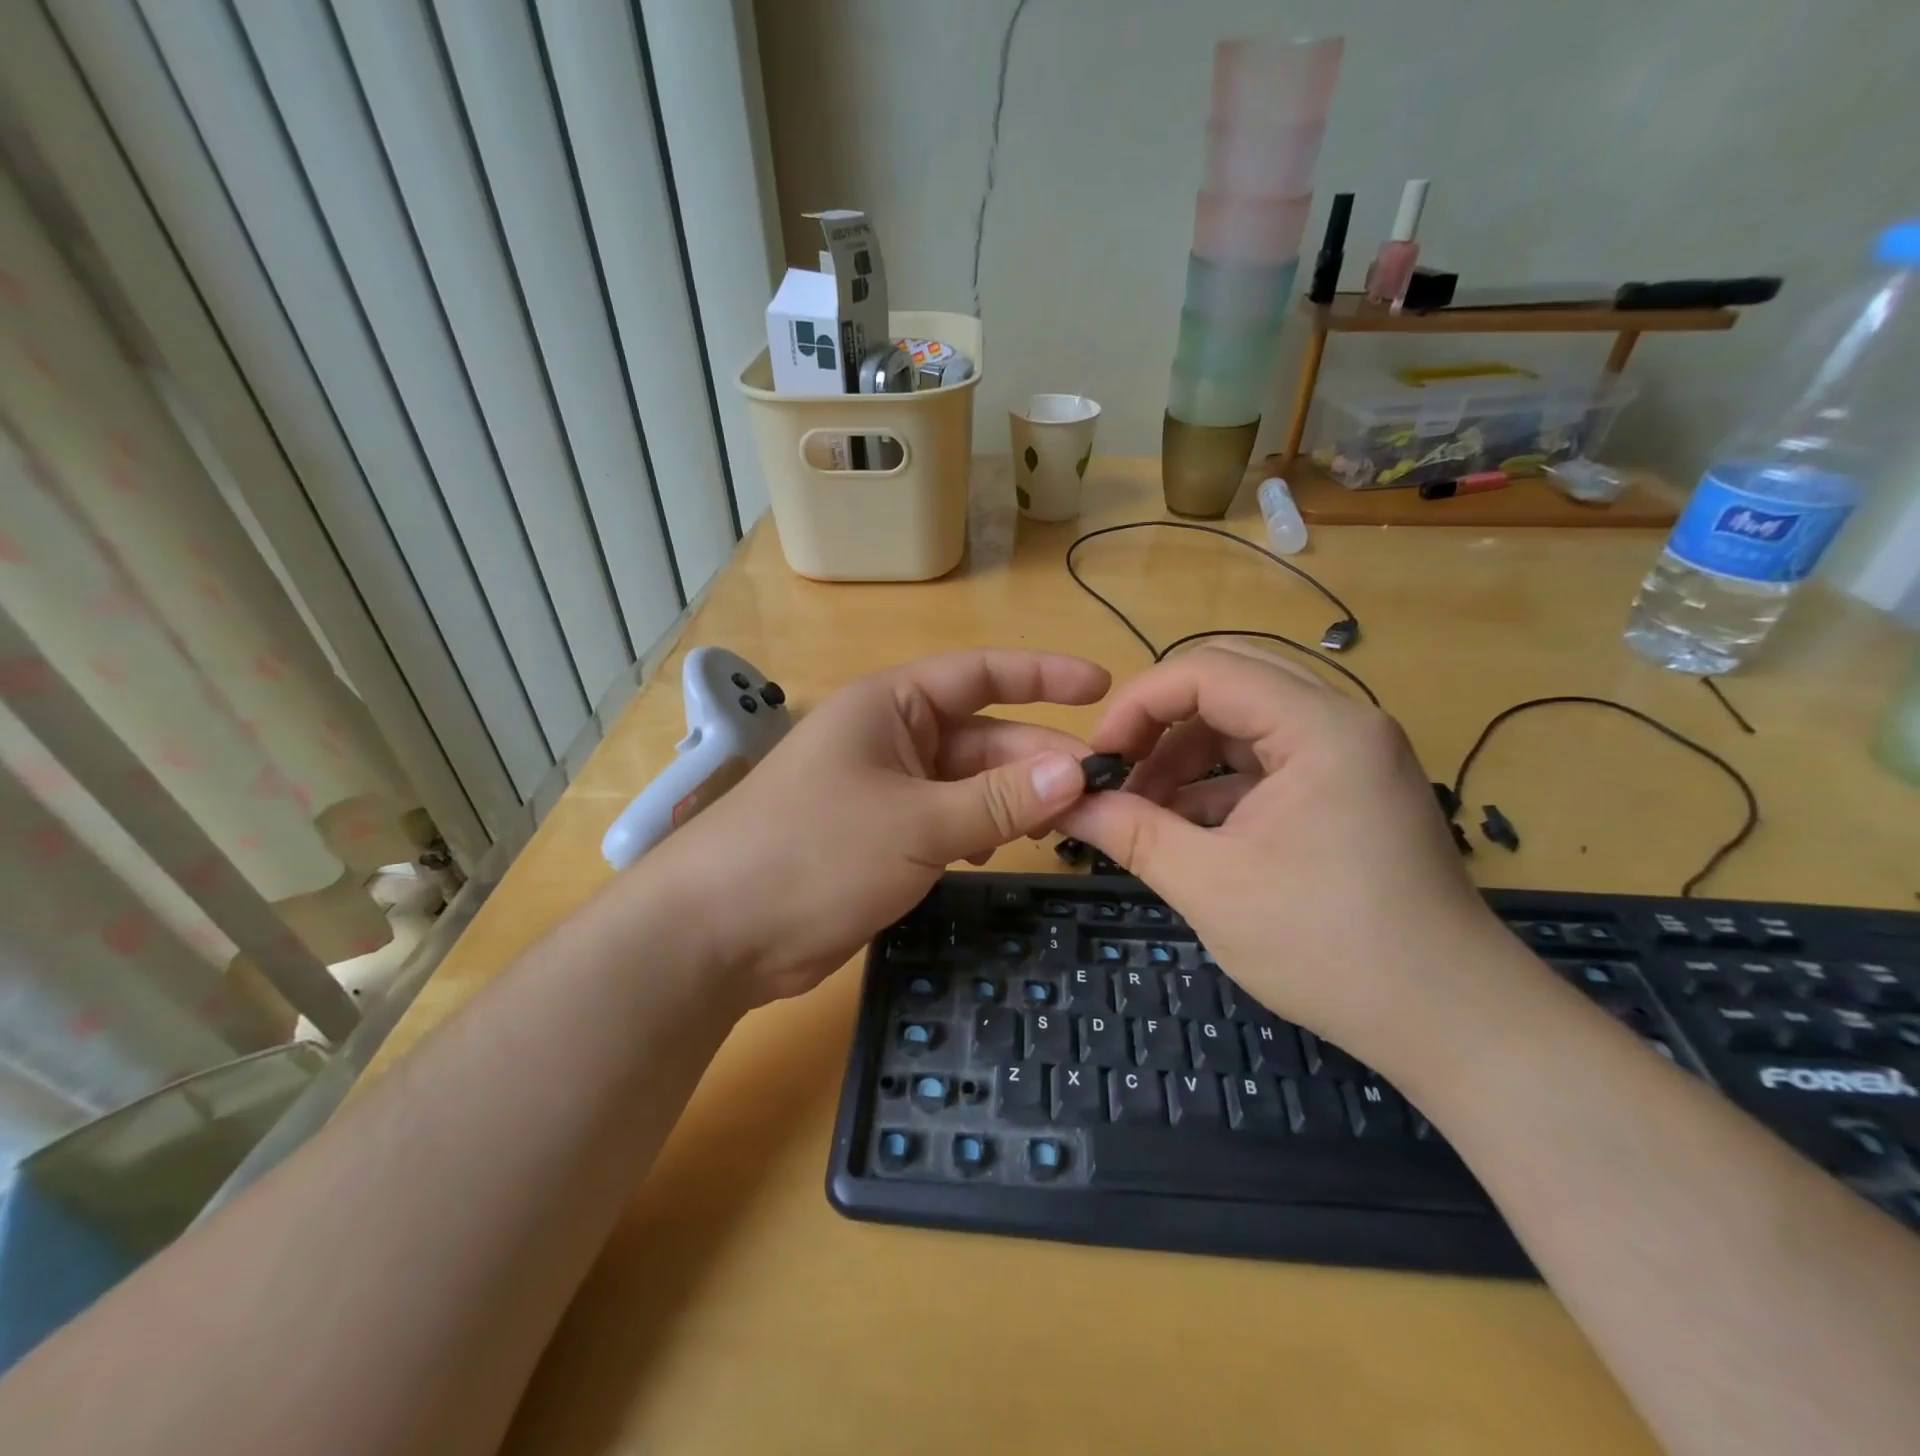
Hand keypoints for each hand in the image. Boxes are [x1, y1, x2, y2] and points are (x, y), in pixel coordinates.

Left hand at [646, 650, 1108, 1004]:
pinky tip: (998, 851)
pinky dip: (980, 831)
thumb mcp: (915, 822)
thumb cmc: (813, 853)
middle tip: (1103, 790)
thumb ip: (998, 799)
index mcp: (891, 706)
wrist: (719, 932)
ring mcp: (886, 790)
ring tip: (1065, 826)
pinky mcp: (883, 838)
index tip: (1102, 686)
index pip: (980, 674)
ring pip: (970, 784)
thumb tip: (1076, 771)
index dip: (1043, 675)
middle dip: (1038, 759)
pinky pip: (948, 821)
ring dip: (1013, 800)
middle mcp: (891, 738)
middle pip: (983, 736)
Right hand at [1056, 644, 1514, 1067]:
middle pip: (1227, 681)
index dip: (1138, 704)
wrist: (1450, 1022)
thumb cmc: (1328, 948)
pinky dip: (1217, 784)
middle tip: (1117, 771)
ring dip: (1185, 756)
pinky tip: (1183, 829)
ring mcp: (1350, 754)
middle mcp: (1342, 721)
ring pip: (1244, 721)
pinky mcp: (1348, 789)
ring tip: (1142, 811)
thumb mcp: (1210, 885)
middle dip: (1160, 722)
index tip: (1097, 758)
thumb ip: (1129, 831)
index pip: (1206, 670)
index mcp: (1320, 727)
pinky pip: (1266, 760)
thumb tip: (1064, 801)